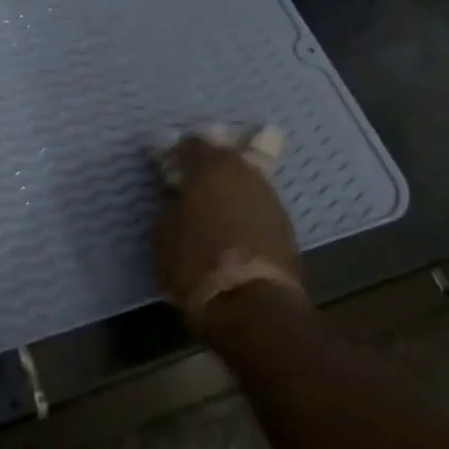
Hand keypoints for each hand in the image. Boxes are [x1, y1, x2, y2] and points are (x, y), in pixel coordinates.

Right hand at [153, 133, 301, 328]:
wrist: (252, 304)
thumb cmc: (196, 263)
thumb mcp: (163, 233)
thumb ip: (171, 206)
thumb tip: (179, 201)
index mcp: (211, 166)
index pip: (192, 143)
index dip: (176, 152)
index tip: (166, 165)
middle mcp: (244, 172)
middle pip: (226, 155)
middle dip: (208, 164)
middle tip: (191, 181)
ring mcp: (269, 196)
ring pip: (244, 179)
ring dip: (229, 187)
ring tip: (212, 204)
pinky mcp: (285, 223)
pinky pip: (256, 204)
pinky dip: (243, 209)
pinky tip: (231, 225)